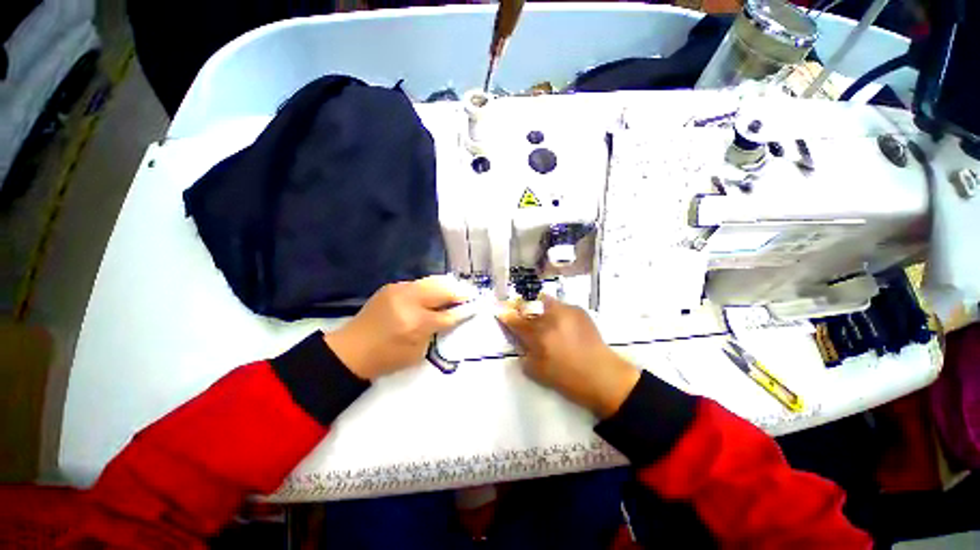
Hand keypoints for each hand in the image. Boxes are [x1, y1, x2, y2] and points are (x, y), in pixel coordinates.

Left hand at [324, 275, 475, 379]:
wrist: (351, 350)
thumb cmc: (386, 358)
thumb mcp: (417, 352)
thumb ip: (436, 331)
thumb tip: (452, 315)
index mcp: (415, 323)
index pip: (448, 314)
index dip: (464, 310)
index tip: (477, 306)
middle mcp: (408, 301)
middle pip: (442, 290)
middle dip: (459, 292)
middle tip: (470, 294)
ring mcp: (399, 289)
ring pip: (432, 281)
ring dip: (447, 285)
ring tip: (458, 290)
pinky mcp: (392, 286)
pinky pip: (419, 283)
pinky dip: (432, 287)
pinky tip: (437, 292)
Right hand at [497, 296, 639, 418]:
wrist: (603, 376)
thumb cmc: (568, 379)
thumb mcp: (537, 372)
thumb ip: (525, 354)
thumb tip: (521, 341)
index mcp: (539, 335)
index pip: (516, 321)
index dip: (506, 315)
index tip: (499, 310)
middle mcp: (551, 318)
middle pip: (529, 305)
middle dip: (522, 309)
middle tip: (523, 316)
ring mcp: (566, 311)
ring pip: (545, 301)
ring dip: (540, 308)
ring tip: (546, 320)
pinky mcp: (579, 311)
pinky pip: (561, 306)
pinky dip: (557, 313)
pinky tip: (563, 325)